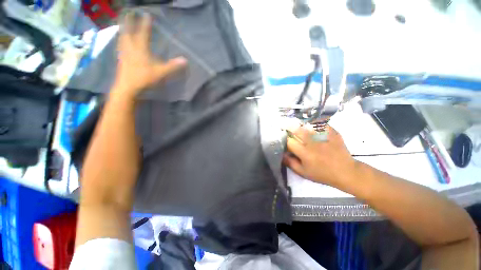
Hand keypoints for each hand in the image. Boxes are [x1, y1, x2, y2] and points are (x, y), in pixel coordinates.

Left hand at [112, 12, 186, 98]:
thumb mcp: (161, 72)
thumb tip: (185, 60)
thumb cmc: (144, 78)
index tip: (147, 14)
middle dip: (128, 22)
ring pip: (122, 38)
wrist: (128, 87)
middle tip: (128, 13)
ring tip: (122, 24)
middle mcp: (131, 48)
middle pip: (128, 32)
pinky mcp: (121, 60)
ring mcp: (124, 54)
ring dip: (122, 30)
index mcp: (140, 49)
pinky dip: (121, 42)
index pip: (144, 33)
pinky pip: (120, 47)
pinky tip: (121, 42)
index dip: (145, 24)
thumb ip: (172, 66)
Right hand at [283, 125, 358, 186]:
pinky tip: (311, 124)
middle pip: (297, 130)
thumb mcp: (303, 173)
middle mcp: (313, 143)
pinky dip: (315, 122)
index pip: (289, 142)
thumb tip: (281, 154)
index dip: (284, 139)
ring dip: (300, 124)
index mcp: (305, 153)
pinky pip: (321, 123)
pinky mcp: (333, 133)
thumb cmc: (322, 174)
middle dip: (290, 128)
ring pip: (308, 125)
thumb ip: (290, 163)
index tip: (283, 138)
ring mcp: (324, 137)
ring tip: (297, 124)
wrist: (345, 172)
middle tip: (287, 127)